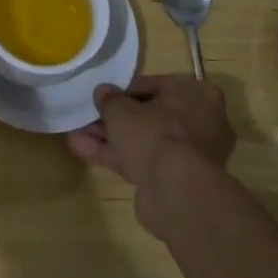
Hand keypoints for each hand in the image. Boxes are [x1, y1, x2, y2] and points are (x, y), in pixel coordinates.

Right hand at [68, 73, 235, 236]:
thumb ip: (109, 98)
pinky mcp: (177, 178)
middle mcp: (201, 121)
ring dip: (111, 137)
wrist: (176, 192)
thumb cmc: (154, 134)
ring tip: (76, 134)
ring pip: (144, 140)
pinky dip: (117, 156)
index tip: (102, 96)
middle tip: (87, 117)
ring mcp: (190, 153)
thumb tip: (103, 92)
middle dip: (115, 118)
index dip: (124, 90)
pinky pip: (144, 160)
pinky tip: (84, 150)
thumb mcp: (121, 109)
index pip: (154, 85)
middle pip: (149, 115)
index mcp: (196, 94)